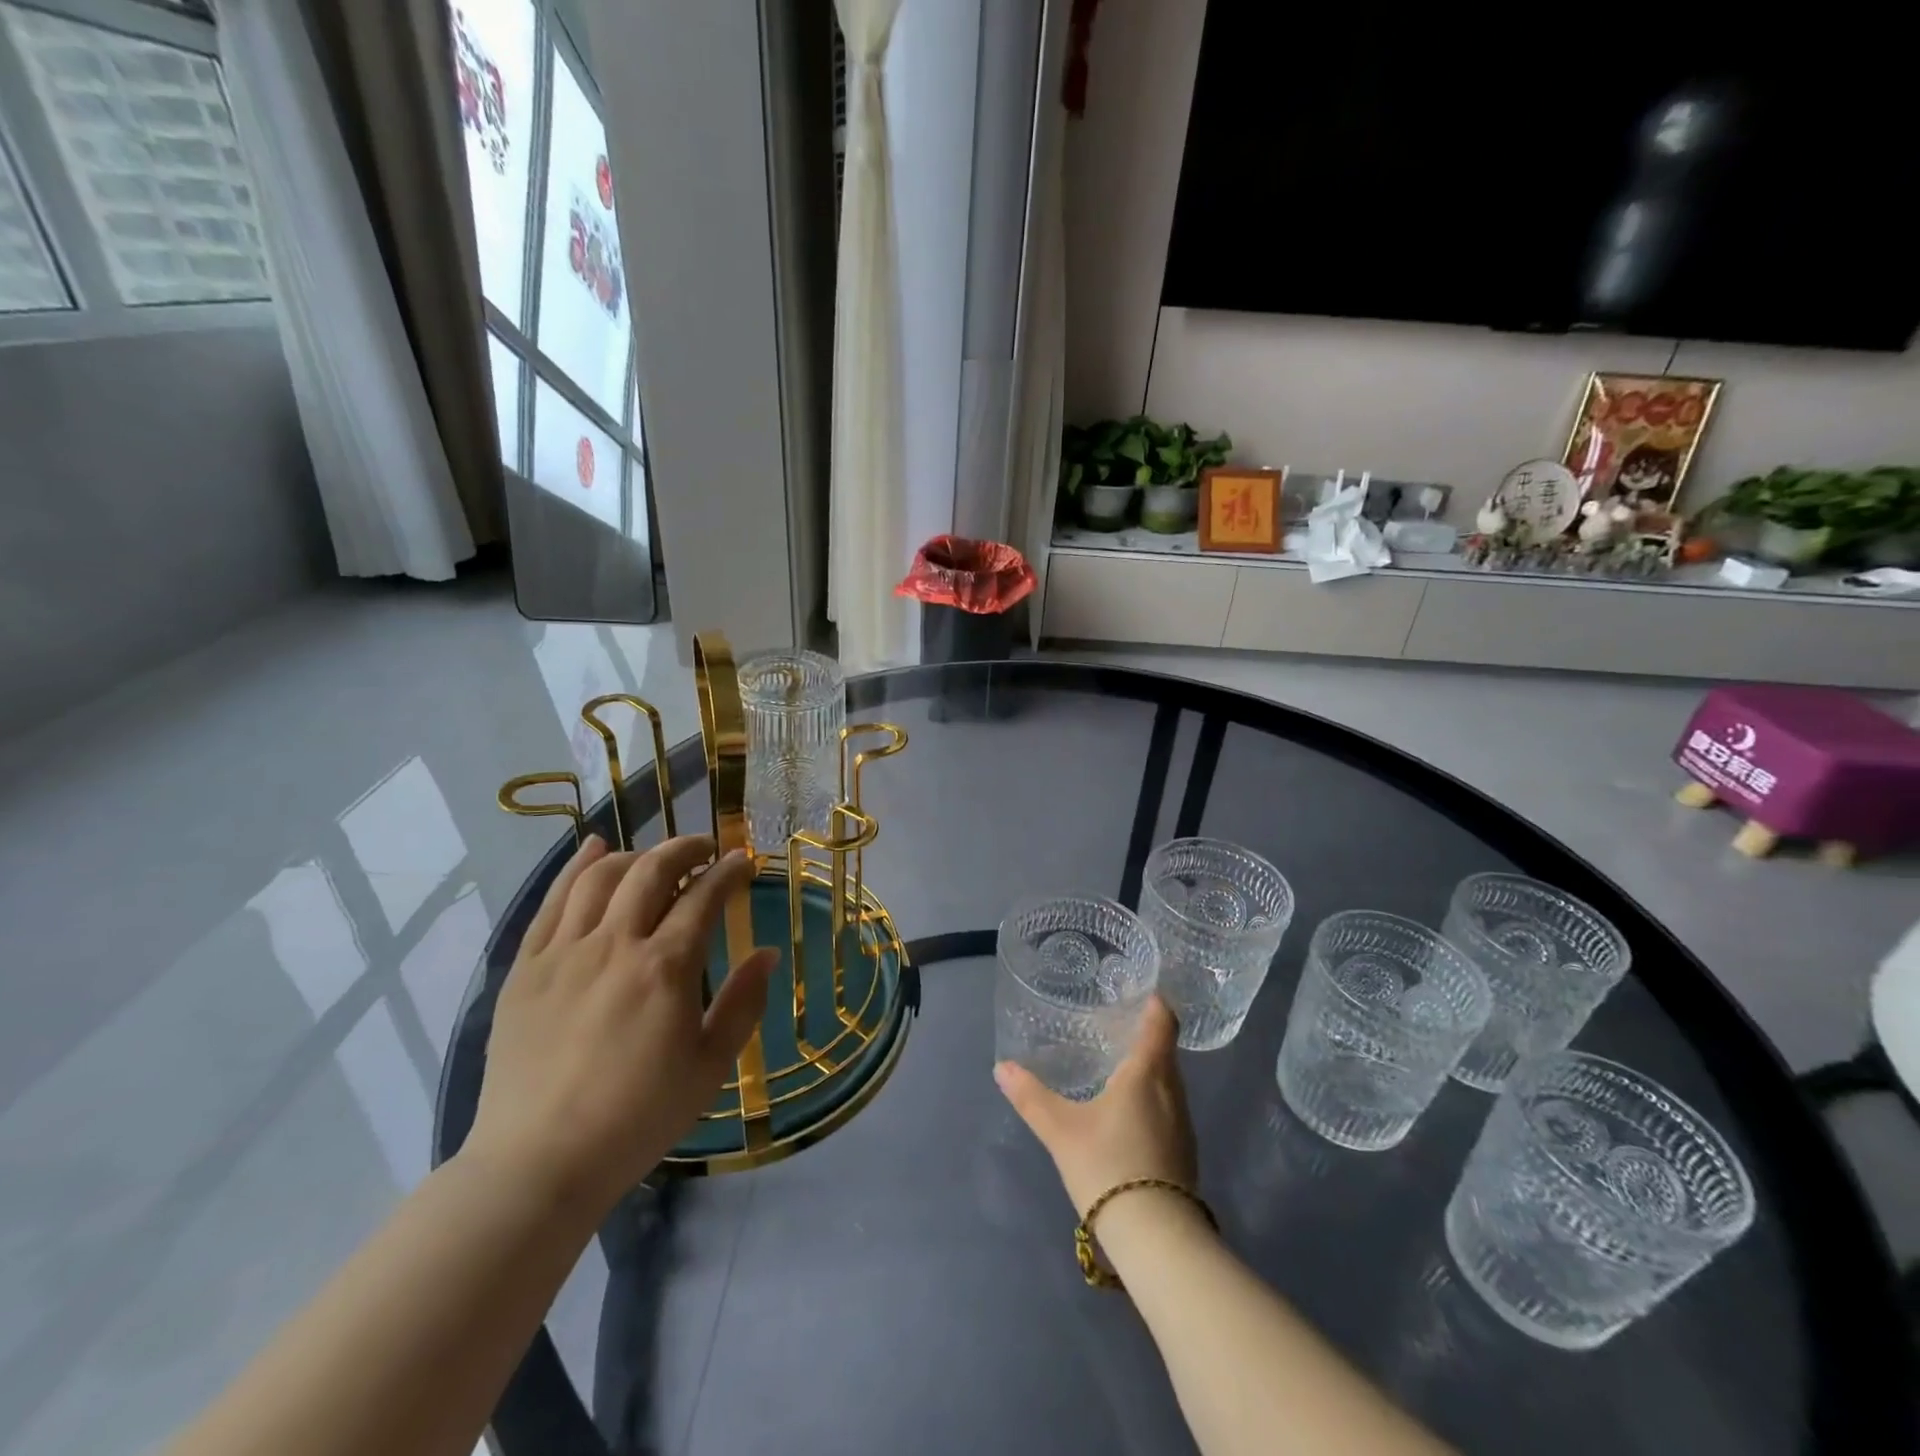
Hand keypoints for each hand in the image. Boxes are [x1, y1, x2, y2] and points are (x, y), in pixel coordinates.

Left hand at [465, 834, 776, 1209]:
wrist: (539, 1163)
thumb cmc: (638, 1117)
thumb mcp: (710, 1066)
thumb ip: (743, 1004)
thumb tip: (767, 954)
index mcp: (665, 967)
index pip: (704, 897)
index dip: (728, 872)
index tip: (744, 862)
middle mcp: (615, 944)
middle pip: (652, 871)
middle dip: (685, 849)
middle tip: (705, 848)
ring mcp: (564, 952)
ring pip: (601, 877)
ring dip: (636, 854)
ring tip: (655, 856)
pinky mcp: (526, 967)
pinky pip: (551, 901)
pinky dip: (576, 867)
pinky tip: (593, 849)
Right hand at [994, 996, 1196, 1217]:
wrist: (1156, 1238)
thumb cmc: (1108, 1165)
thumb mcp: (1060, 1130)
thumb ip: (1030, 1096)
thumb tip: (1001, 1067)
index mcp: (1147, 1073)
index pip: (1163, 1023)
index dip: (1155, 1003)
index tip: (1140, 991)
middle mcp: (1172, 1091)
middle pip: (1165, 1050)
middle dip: (1145, 1034)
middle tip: (1113, 1025)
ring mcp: (1182, 1124)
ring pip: (1168, 1081)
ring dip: (1149, 1068)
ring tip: (1116, 1064)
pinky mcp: (1184, 1152)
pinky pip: (1168, 1107)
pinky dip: (1151, 1096)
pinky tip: (1128, 1111)